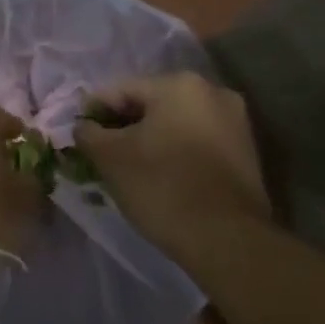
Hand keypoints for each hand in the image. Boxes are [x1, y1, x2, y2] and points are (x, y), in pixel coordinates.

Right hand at [73, 73, 269, 239]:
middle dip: (123, 127)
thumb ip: (88, 133)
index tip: (78, 136)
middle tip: (100, 154)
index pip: (121, 90)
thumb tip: (83, 127)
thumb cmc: (162, 186)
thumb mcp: (109, 157)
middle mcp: (213, 92)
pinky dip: (174, 154)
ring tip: (127, 169)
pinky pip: (196, 143)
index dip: (93, 112)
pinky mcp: (246, 153)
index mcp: (180, 84)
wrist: (227, 239)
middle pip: (151, 105)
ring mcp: (236, 123)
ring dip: (148, 141)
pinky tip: (159, 178)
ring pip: (175, 125)